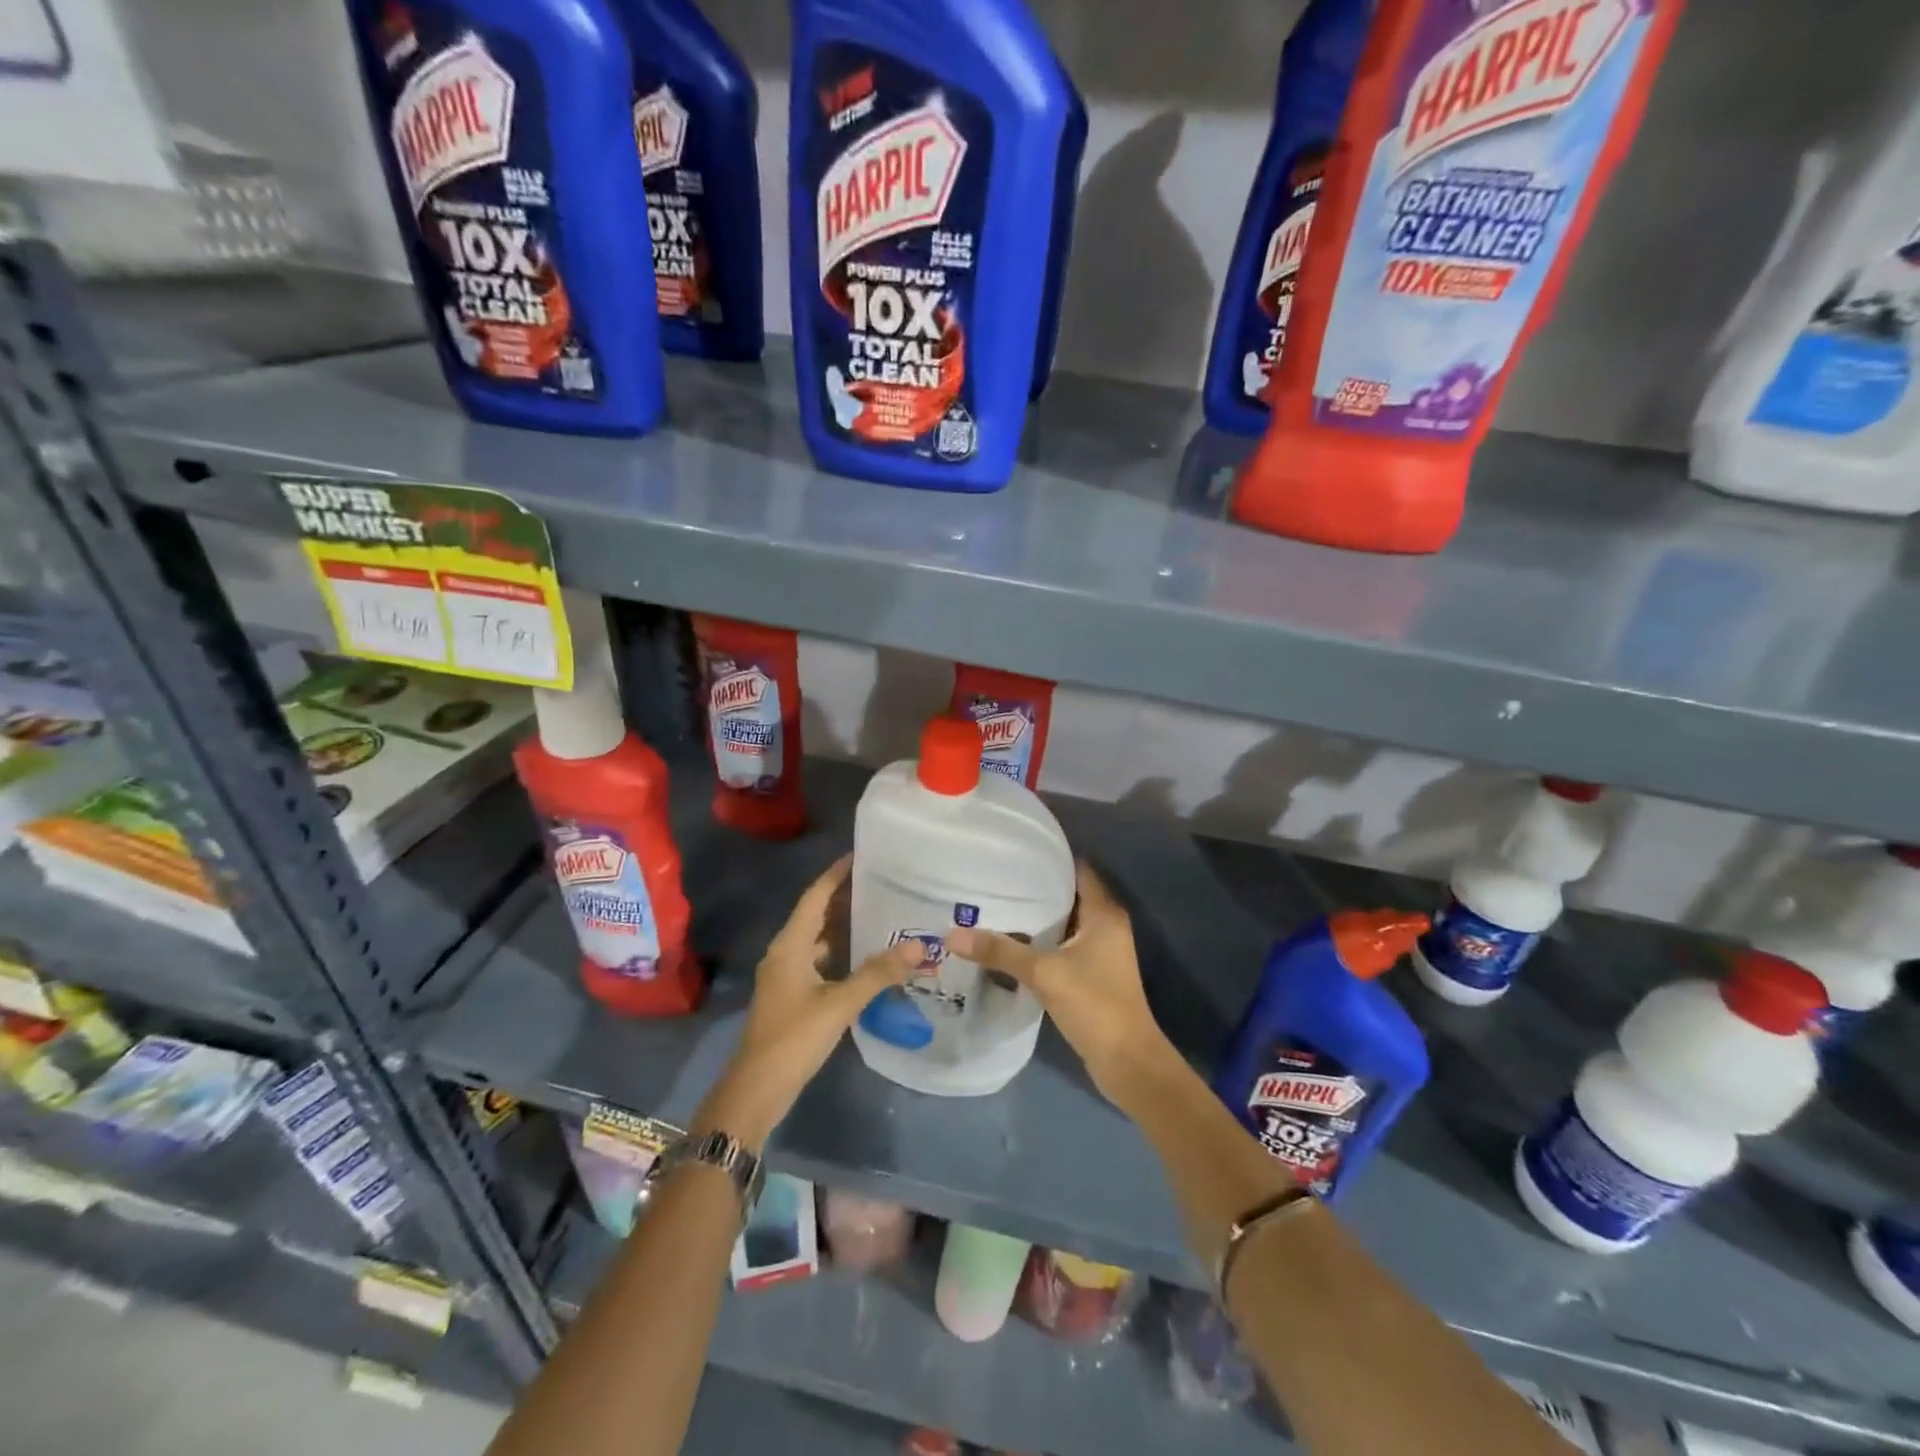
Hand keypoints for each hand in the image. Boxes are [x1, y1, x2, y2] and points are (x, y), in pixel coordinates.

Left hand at [693, 855, 918, 1150]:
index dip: (836, 874)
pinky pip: (819, 960)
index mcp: (790, 944)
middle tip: (883, 882)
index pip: (815, 896)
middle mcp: (785, 952)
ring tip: (881, 913)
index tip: (862, 854)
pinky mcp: (792, 995)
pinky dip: (841, 952)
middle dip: (846, 897)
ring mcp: (786, 975)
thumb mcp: (840, 1004)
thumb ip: (877, 973)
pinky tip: (866, 957)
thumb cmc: (794, 1038)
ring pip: (818, 939)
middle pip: (817, 914)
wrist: (756, 1090)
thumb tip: (917, 946)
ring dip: (844, 926)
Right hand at [947, 862, 1174, 1108]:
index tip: (1014, 853)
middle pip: (1068, 894)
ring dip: (1037, 917)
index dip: (1049, 859)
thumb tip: (952, 934)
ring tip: (995, 905)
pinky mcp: (1092, 973)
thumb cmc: (1093, 1004)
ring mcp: (1101, 950)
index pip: (1077, 869)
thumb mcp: (1043, 973)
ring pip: (1065, 922)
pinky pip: (1063, 945)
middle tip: (995, 879)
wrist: (1127, 1061)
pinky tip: (1011, 942)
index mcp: (1103, 913)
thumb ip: (1000, 951)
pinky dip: (1041, 941)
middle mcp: (1106, 925)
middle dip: (1035, 888)